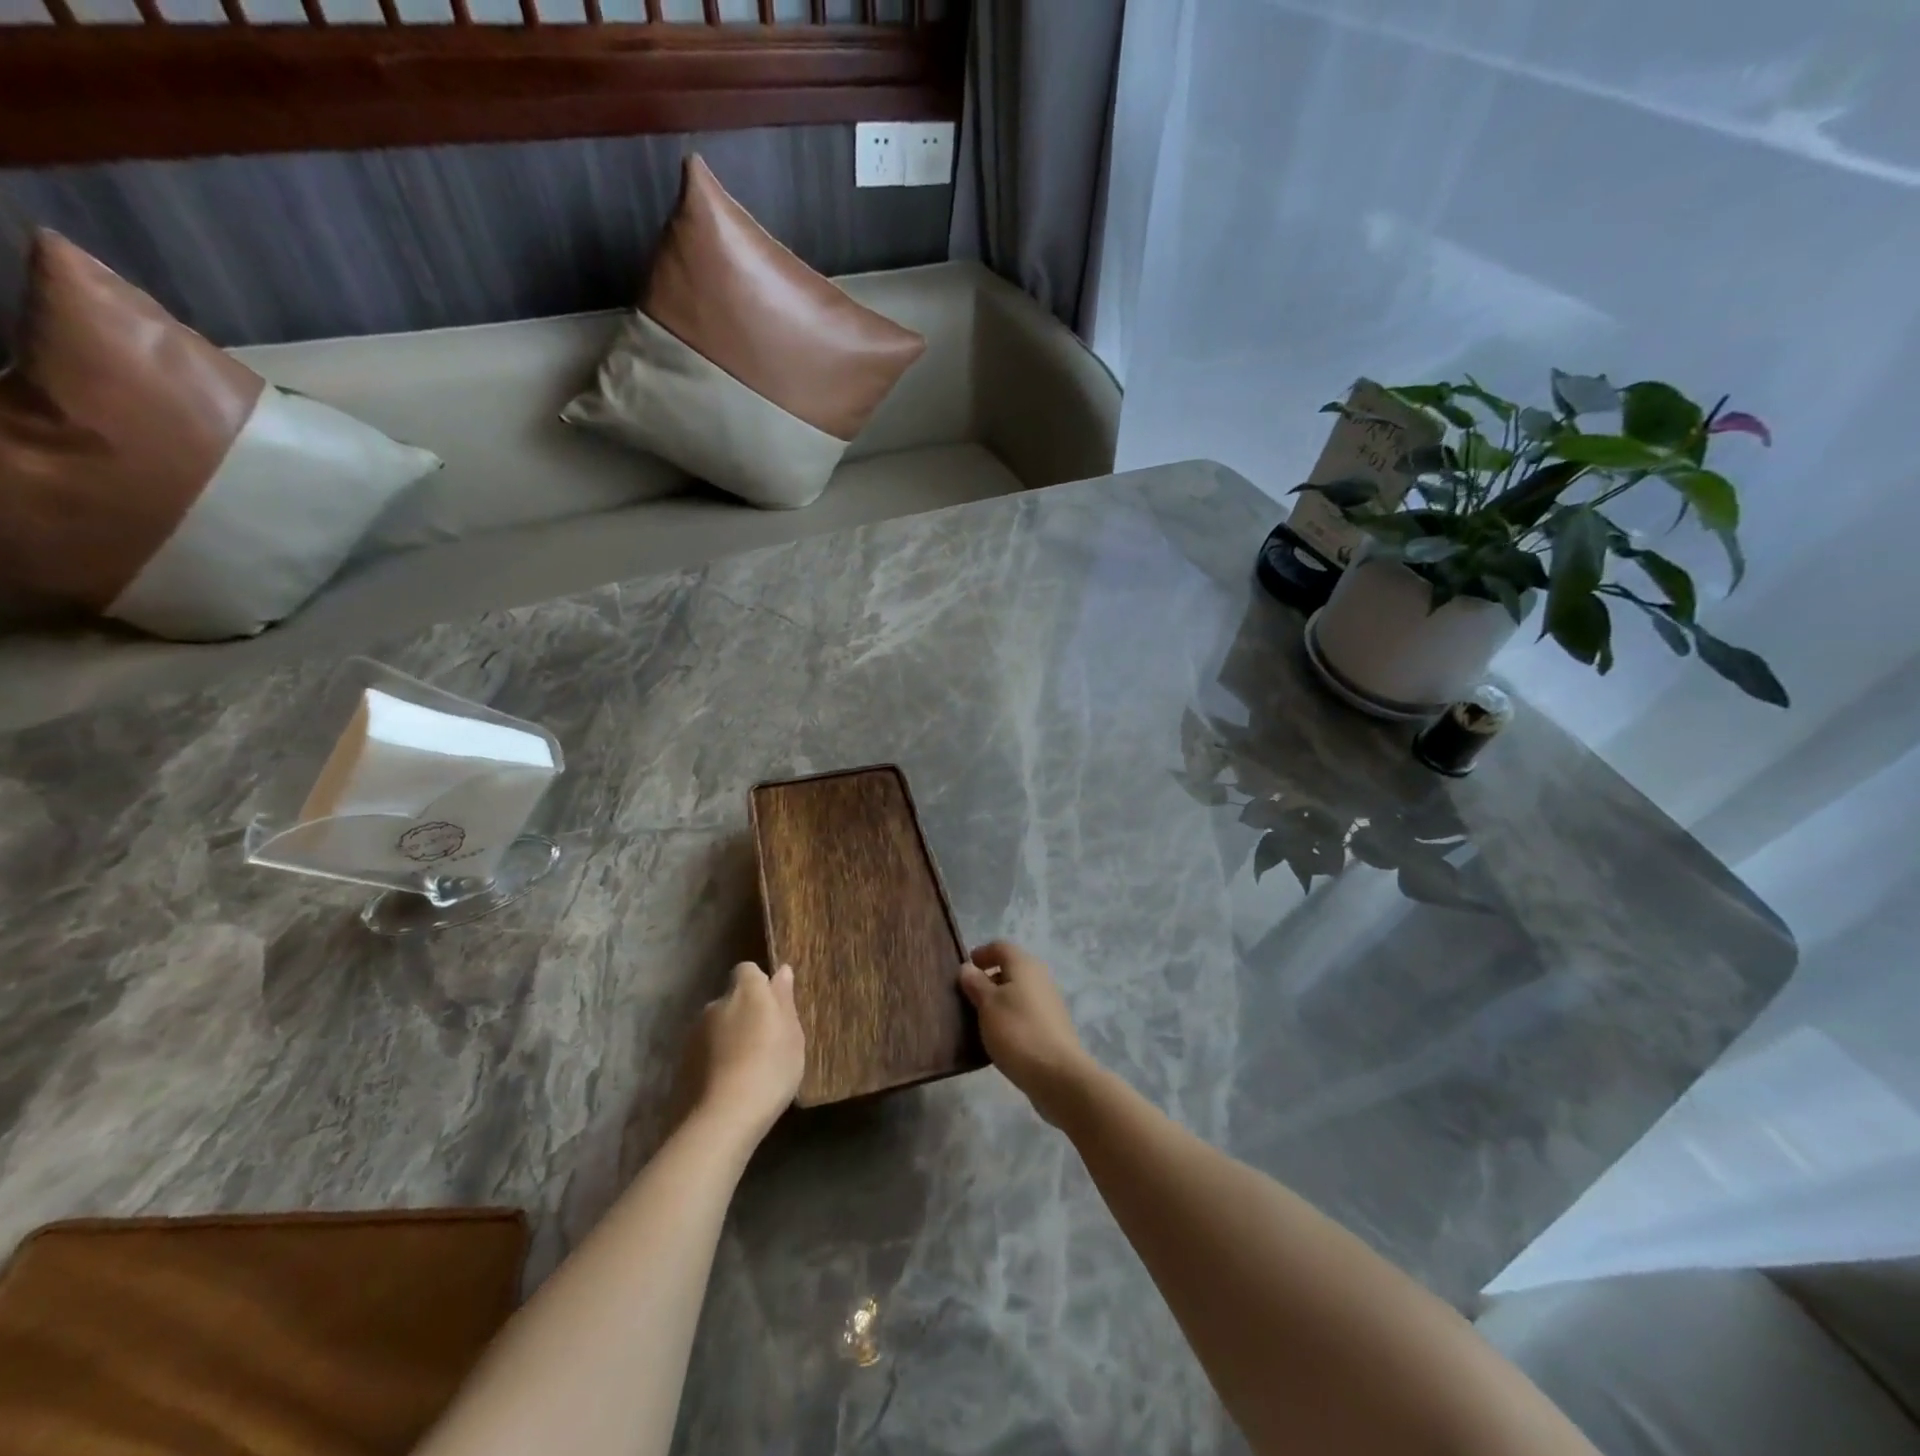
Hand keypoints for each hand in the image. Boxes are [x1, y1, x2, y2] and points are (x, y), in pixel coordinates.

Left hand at [677, 962, 805, 1146]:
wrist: (723, 1118)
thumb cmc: (770, 1068)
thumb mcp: (792, 1034)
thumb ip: (784, 1000)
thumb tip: (781, 971)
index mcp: (746, 991)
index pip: (747, 970)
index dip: (759, 985)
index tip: (772, 1007)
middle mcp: (716, 1004)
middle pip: (731, 999)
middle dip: (743, 1013)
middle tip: (763, 1042)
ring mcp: (694, 1034)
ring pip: (715, 1027)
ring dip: (727, 1038)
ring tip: (744, 1069)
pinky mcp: (681, 1063)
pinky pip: (704, 1052)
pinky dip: (713, 1061)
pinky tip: (727, 1085)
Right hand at [959, 941, 1098, 1125]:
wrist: (1058, 1075)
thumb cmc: (1017, 1031)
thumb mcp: (988, 1005)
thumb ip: (976, 983)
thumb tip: (967, 967)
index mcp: (1024, 965)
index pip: (1000, 947)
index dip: (981, 954)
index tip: (964, 969)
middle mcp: (1040, 977)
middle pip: (1011, 968)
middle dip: (989, 978)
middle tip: (967, 996)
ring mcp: (1049, 1002)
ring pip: (1018, 992)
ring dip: (999, 999)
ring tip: (979, 1018)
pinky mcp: (1052, 1026)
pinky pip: (1025, 1011)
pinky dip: (1010, 1016)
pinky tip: (999, 1036)